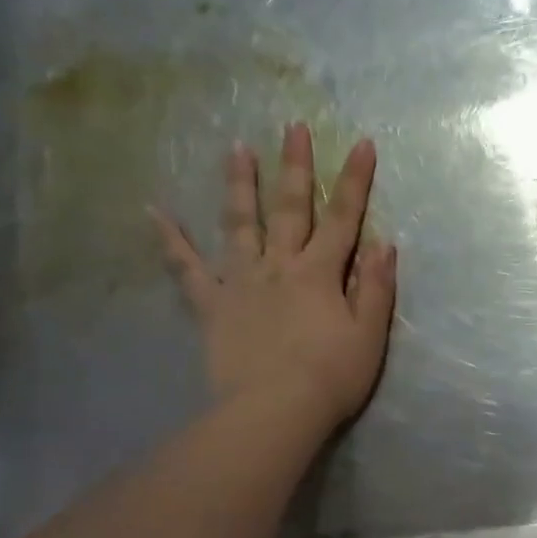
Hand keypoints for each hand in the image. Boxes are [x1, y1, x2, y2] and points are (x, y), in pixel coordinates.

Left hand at [151, 122, 396, 432]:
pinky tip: (154, 211)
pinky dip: (170, 239)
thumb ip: (375, 287)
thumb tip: (383, 242)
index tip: (363, 143)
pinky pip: (187, 268)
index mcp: (321, 272)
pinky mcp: (213, 305)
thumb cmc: (331, 376)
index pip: (344, 218)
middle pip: (290, 209)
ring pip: (240, 224)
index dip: (355, 180)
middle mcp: (280, 266)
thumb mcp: (369, 335)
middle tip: (293, 127)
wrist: (275, 410)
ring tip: (236, 148)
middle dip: (295, 166)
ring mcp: (242, 282)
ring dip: (240, 185)